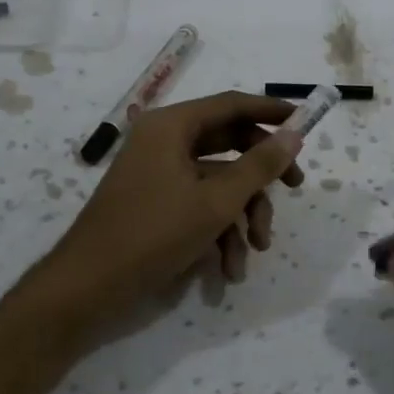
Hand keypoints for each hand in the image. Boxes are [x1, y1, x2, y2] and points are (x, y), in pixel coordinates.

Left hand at [33, 92, 304, 345]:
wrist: (89, 288)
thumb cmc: (153, 233)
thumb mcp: (217, 201)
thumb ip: (260, 165)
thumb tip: (294, 134)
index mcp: (172, 126)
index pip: (232, 105)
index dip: (270, 111)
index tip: (305, 120)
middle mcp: (164, 142)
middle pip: (229, 144)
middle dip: (261, 175)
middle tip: (294, 187)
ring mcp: (159, 173)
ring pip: (219, 181)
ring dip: (242, 216)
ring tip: (254, 251)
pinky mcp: (157, 203)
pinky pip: (199, 204)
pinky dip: (219, 232)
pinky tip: (228, 269)